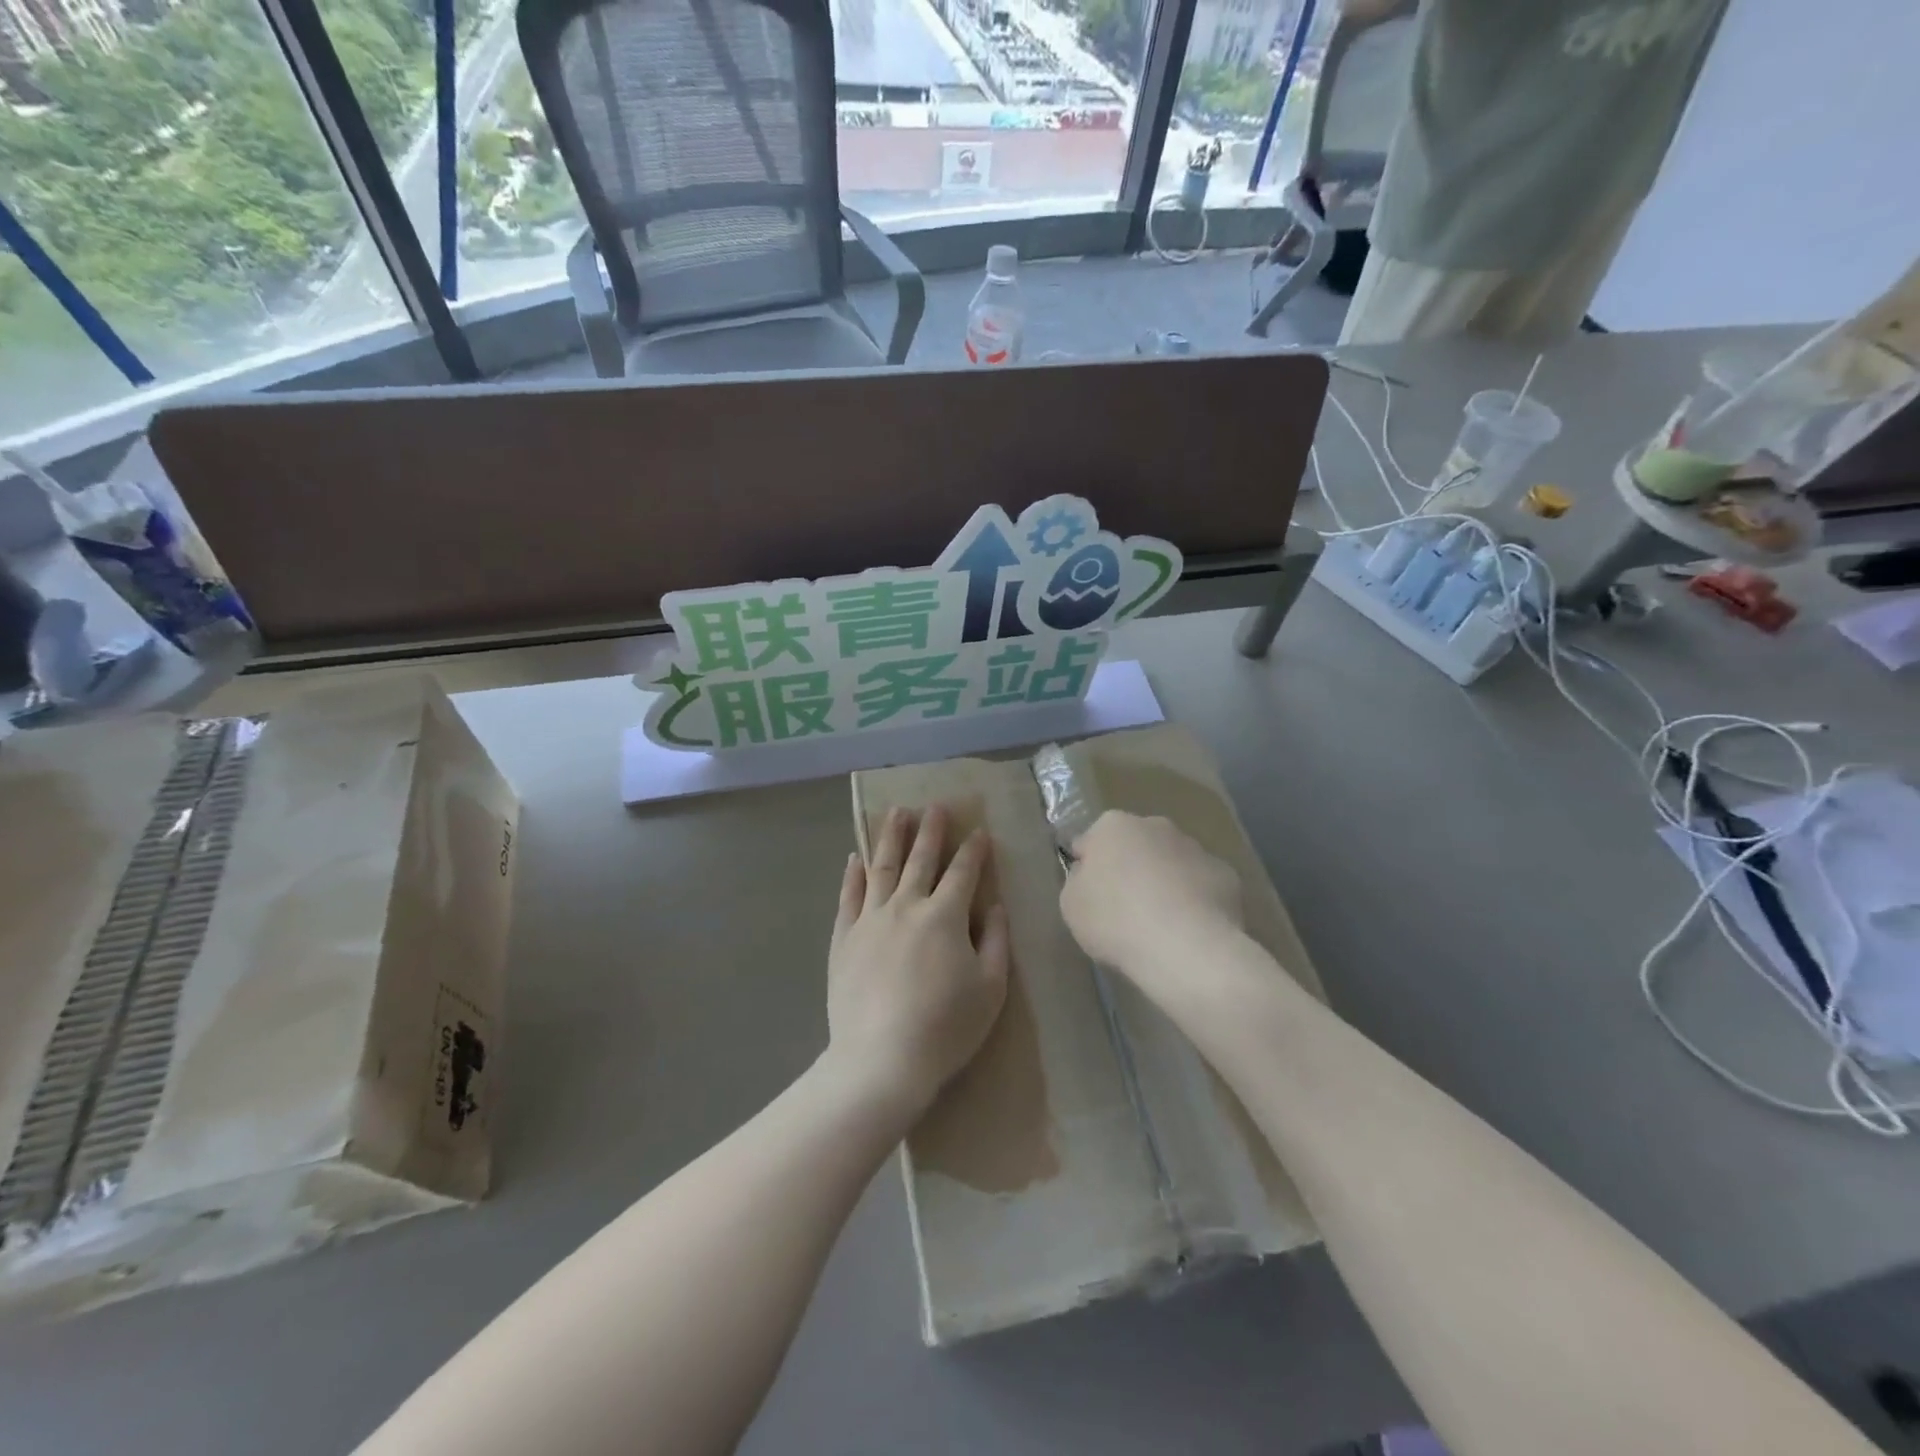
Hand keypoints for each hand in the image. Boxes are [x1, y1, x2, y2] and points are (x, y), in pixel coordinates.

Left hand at [826, 805, 1009, 1121]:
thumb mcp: (991, 988)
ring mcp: (870, 919)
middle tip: (934, 806)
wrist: (882, 1060)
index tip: (979, 832)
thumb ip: (996, 941)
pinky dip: (853, 874)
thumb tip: (996, 905)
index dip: (974, 850)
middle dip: (930, 831)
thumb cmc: (946, 1027)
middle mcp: (906, 906)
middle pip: (920, 859)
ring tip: (896, 813)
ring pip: (882, 867)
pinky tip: (855, 858)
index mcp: (945, 916)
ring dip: (891, 837)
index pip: (963, 872)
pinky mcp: (844, 938)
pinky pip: (848, 897)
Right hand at [1059, 811, 1243, 982]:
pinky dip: (1195, 901)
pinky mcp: (1226, 875)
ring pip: (1172, 863)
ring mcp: (1196, 848)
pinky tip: (1189, 931)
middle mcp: (1156, 825)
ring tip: (1160, 926)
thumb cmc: (1116, 920)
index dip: (1088, 870)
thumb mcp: (1071, 904)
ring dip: (1164, 883)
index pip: (1091, 842)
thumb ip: (1078, 880)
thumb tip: (1090, 873)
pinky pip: (1201, 886)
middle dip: (1131, 869)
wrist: (1185, 947)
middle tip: (1124, 910)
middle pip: (1135, 846)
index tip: (1091, 897)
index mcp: (1113, 826)